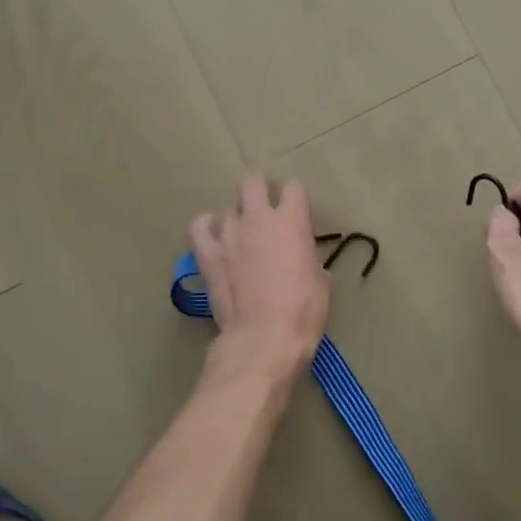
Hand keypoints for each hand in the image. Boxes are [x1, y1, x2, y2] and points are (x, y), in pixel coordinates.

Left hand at [190, 174, 329, 378]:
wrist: (264, 338)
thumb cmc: (303, 310)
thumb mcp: (321, 280)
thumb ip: (307, 256)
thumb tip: (300, 256)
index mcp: (292, 220)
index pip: (293, 188)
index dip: (296, 198)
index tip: (298, 210)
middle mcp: (258, 218)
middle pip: (253, 183)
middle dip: (259, 188)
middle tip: (266, 204)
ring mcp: (229, 234)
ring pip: (229, 209)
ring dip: (237, 218)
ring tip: (243, 234)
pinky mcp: (208, 255)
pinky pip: (199, 228)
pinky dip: (205, 226)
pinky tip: (211, 231)